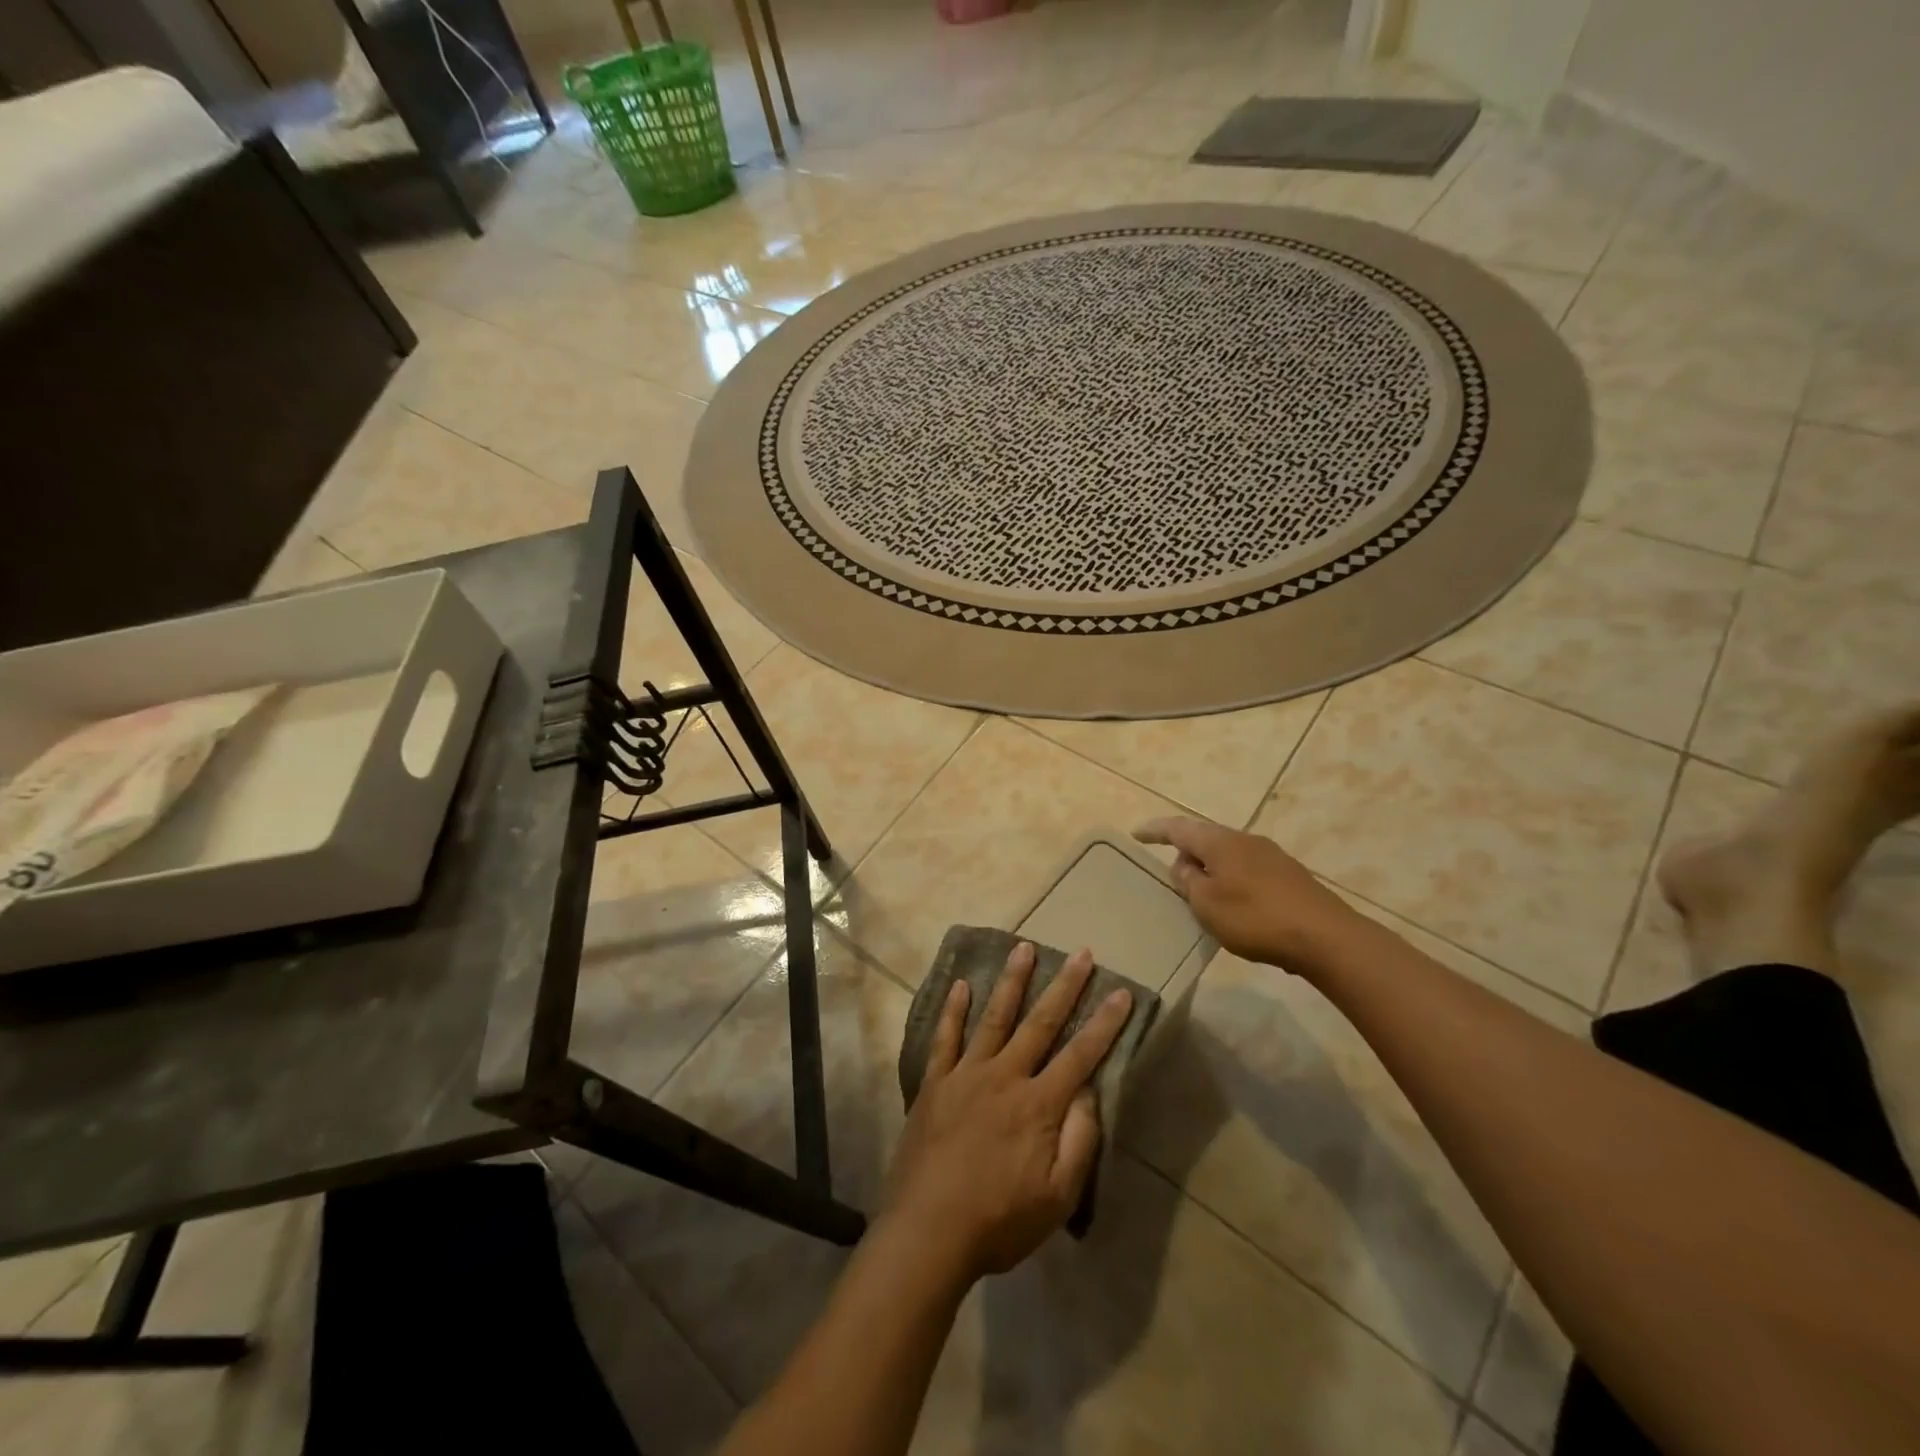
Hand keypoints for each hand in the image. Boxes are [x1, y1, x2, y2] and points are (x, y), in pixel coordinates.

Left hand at [881, 942, 1131, 1282]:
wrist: (927, 1233)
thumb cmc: (999, 1221)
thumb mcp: (1057, 1197)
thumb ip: (1079, 1141)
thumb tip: (1089, 1093)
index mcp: (1039, 1105)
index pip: (1080, 1055)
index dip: (1104, 1024)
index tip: (1121, 992)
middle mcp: (1005, 1077)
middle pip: (1040, 1023)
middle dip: (1064, 987)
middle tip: (1081, 953)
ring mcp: (966, 1075)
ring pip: (994, 1017)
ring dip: (1012, 982)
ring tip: (1024, 947)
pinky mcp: (935, 1083)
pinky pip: (946, 1038)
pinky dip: (954, 1010)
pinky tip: (962, 985)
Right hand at [1134, 815, 1356, 970]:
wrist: (1326, 938)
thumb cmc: (1256, 918)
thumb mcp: (1207, 904)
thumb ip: (1188, 881)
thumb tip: (1185, 864)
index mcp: (1220, 842)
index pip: (1178, 828)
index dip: (1155, 830)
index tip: (1136, 833)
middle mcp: (1244, 840)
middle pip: (1205, 838)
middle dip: (1186, 851)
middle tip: (1171, 872)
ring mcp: (1271, 856)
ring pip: (1228, 855)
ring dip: (1210, 868)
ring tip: (1200, 892)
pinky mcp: (1289, 876)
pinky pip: (1247, 870)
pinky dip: (1231, 880)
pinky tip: (1234, 905)